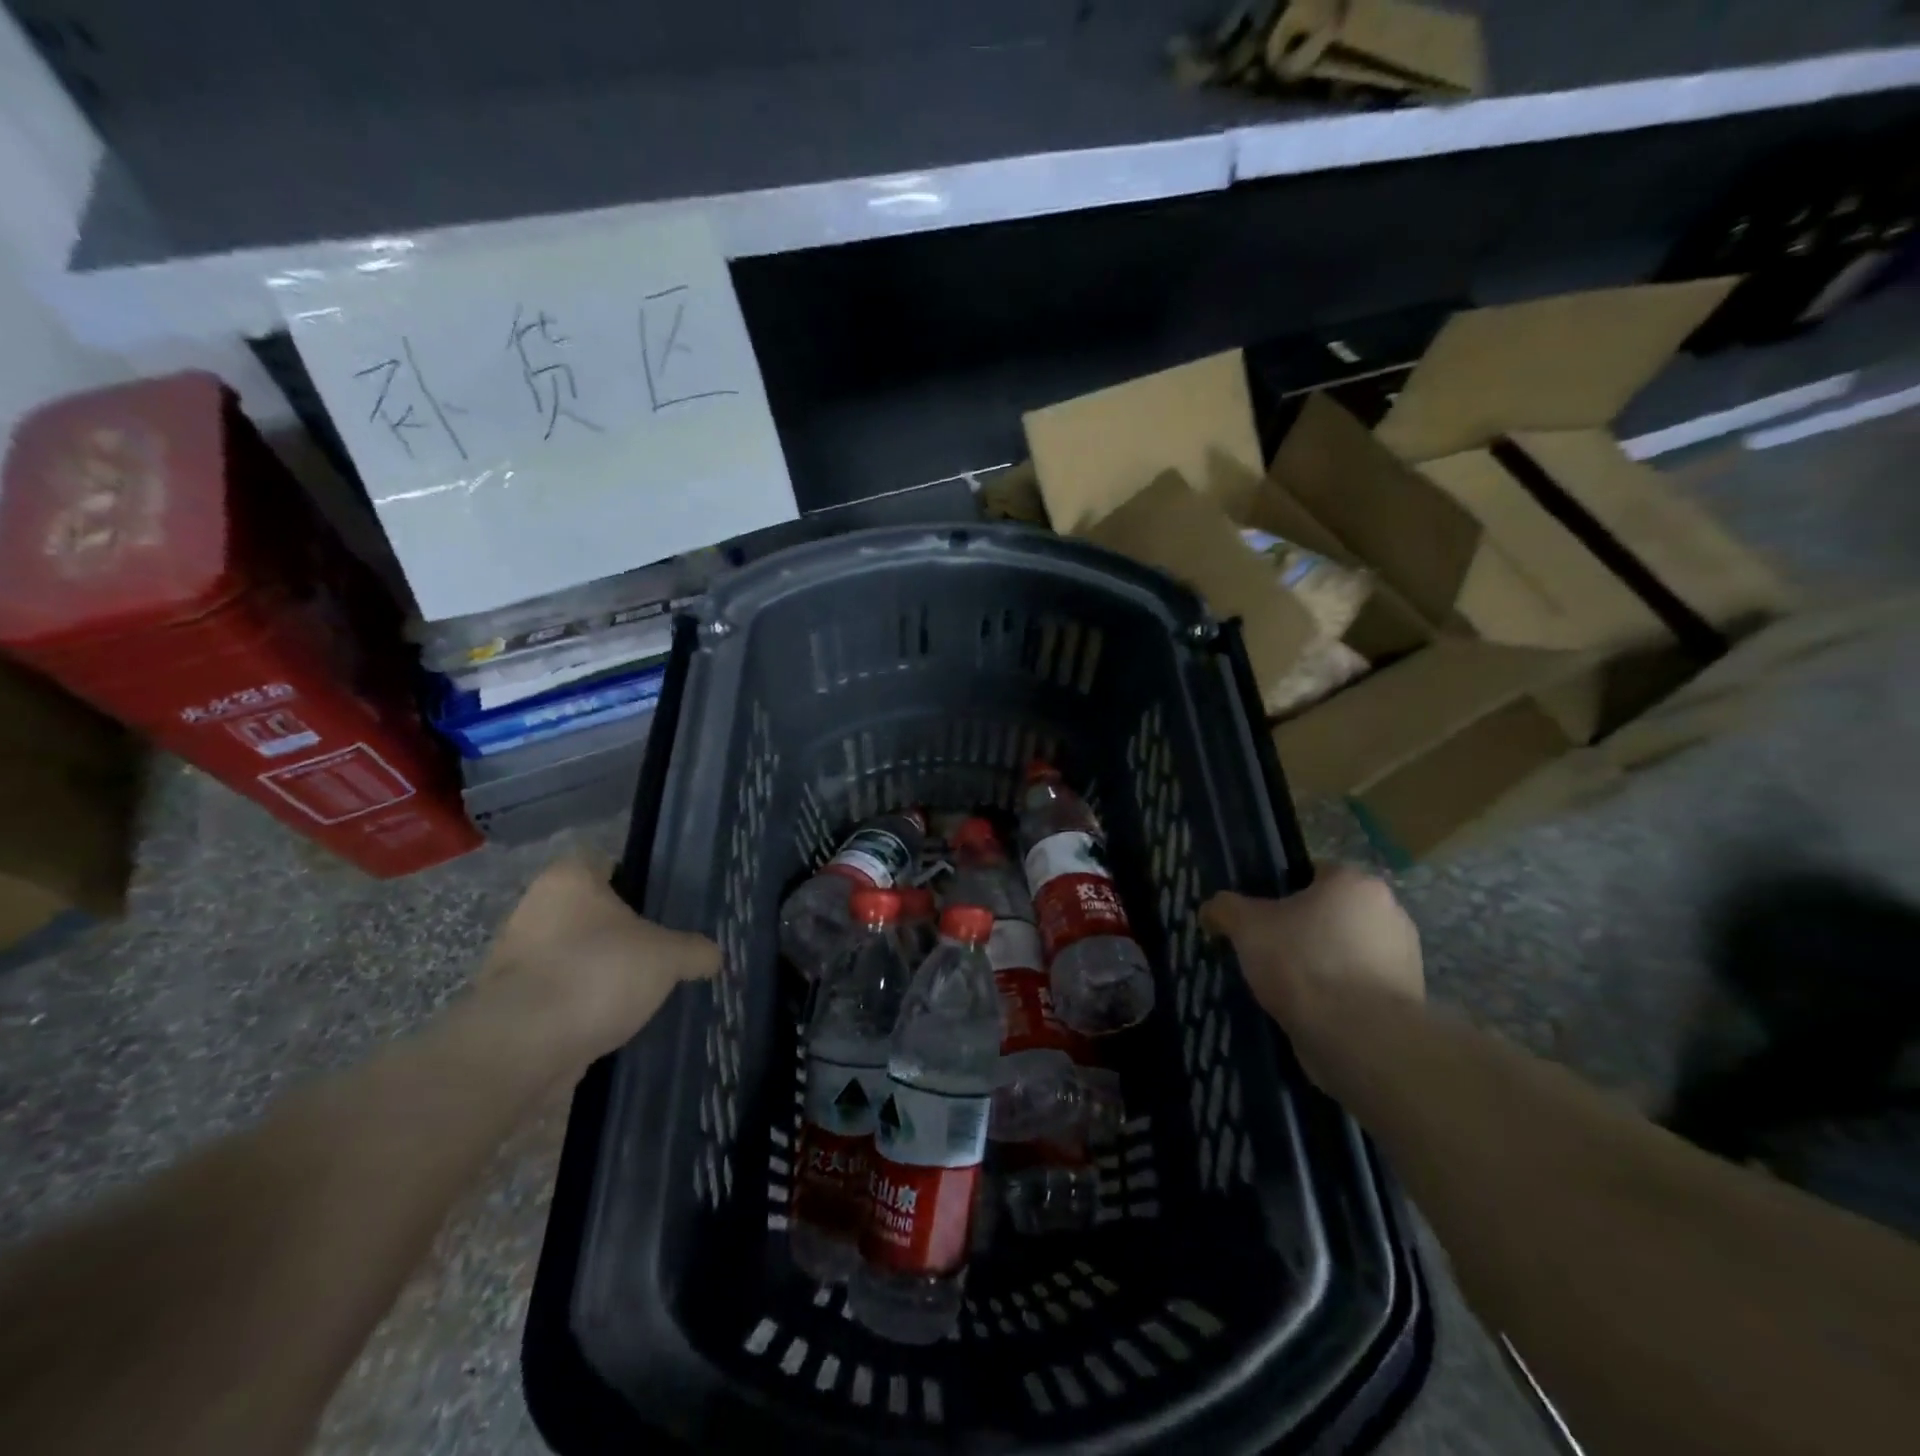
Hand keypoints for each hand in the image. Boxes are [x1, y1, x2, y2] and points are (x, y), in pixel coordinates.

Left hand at [480, 857, 719, 1070]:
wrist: (522, 1048)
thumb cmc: (598, 974)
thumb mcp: (668, 957)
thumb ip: (695, 951)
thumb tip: (713, 956)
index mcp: (568, 879)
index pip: (606, 864)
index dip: (636, 882)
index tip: (662, 908)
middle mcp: (533, 908)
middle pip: (588, 912)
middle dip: (619, 933)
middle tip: (658, 952)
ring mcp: (514, 957)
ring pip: (571, 954)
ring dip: (598, 971)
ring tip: (639, 993)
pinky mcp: (506, 1003)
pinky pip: (556, 993)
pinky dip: (579, 1005)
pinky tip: (610, 1022)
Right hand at [1202, 867, 1423, 1081]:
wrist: (1360, 1038)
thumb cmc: (1303, 964)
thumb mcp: (1246, 927)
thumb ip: (1225, 908)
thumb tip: (1212, 909)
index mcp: (1355, 883)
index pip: (1311, 873)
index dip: (1278, 893)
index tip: (1258, 919)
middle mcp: (1389, 911)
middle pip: (1329, 913)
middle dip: (1300, 930)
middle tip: (1266, 952)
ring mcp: (1404, 957)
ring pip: (1344, 951)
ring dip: (1319, 963)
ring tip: (1285, 988)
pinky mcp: (1406, 998)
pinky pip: (1358, 985)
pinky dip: (1336, 994)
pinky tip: (1310, 1011)